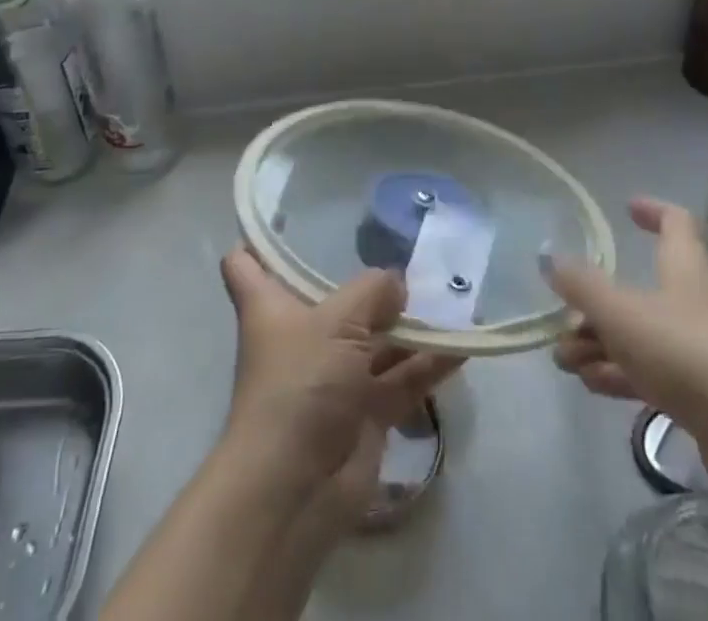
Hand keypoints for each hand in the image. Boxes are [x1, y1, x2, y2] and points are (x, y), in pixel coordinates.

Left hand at [219, 249, 460, 500]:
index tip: (283, 219)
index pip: (246, 265)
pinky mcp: (362, 414)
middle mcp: (300, 336)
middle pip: (331, 299)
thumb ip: (372, 292)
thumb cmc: (301, 383)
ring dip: (408, 325)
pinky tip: (462, 345)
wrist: (296, 488)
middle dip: (368, 284)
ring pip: (374, 340)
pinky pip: (400, 380)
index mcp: (270, 307)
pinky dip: (428, 365)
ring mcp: (332, 377)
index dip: (258, 242)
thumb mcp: (337, 322)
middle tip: (410, 252)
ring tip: (450, 297)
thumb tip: (396, 283)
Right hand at [542, 197, 707, 492]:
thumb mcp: (622, 313)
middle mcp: (700, 300)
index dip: (652, 211)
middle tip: (565, 317)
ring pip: (646, 335)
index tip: (626, 209)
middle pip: (646, 288)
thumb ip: (583, 286)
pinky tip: (593, 387)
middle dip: (600, 302)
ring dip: (603, 343)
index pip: (676, 222)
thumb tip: (549, 256)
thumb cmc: (690, 354)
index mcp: (688, 266)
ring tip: (565, 361)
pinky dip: (624, 374)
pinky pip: (659, 373)